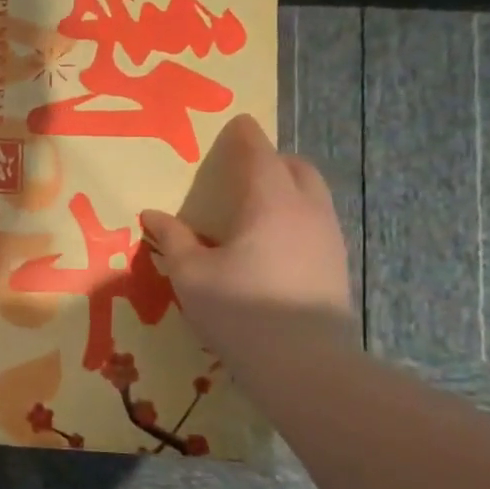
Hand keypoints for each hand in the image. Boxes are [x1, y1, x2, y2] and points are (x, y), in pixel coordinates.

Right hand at [140, 115, 354, 353]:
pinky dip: (296, 215)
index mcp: (269, 202)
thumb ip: (172, 239)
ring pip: (312, 195)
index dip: (246, 135)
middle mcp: (306, 210)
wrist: (305, 365)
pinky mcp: (336, 265)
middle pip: (296, 168)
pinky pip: (316, 221)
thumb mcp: (191, 274)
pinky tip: (274, 242)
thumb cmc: (240, 311)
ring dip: (288, 187)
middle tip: (245, 168)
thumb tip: (152, 215)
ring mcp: (328, 238)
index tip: (238, 123)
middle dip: (273, 159)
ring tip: (258, 205)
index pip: (259, 153)